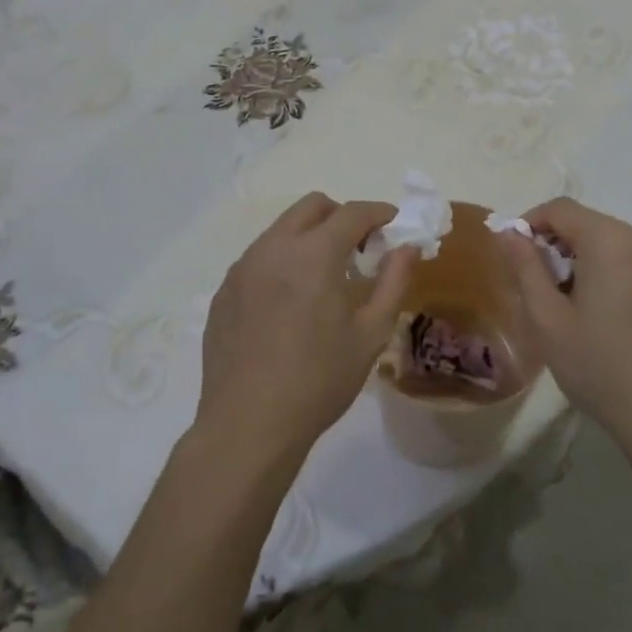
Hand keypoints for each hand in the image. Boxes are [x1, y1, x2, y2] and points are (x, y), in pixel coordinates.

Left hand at [197, 193, 415, 462]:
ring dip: (309, 237)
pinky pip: (259, 257)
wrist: (248, 425)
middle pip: (312, 206)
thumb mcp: (370, 335)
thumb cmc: (318, 381)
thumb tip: (407, 247)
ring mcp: (243, 267)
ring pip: (281, 229)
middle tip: (359, 248)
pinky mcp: (224, 290)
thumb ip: (393, 282)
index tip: (394, 223)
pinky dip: (282, 261)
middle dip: (341, 216)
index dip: (379, 213)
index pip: (352, 213)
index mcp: (313, 254)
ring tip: (324, 279)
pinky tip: (289, 303)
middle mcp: (274, 248)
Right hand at [496, 198, 631, 445]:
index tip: (515, 252)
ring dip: (588, 260)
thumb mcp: (547, 319)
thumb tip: (509, 232)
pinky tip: (609, 317)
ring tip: (573, 303)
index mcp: (611, 242)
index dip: (531, 221)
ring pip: (616, 244)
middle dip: (560, 243)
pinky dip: (615, 274)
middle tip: (541, 283)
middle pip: (591, 224)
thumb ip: (525, 267)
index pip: (562, 208)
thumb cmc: (599, 367)